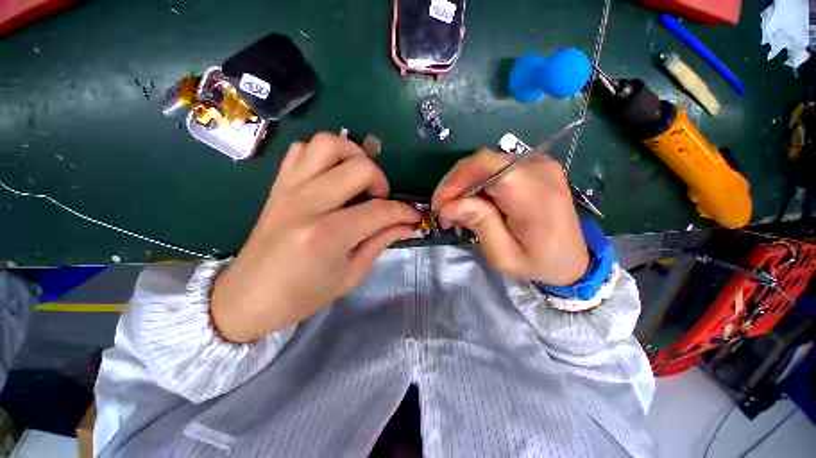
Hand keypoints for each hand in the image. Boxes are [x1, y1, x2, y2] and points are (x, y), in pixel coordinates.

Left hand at [211, 133, 419, 342]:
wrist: (247, 297)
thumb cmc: (303, 295)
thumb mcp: (350, 275)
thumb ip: (380, 243)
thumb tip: (406, 226)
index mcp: (328, 235)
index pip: (379, 211)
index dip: (403, 212)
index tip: (412, 217)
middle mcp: (308, 203)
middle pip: (359, 167)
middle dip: (381, 180)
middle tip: (381, 199)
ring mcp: (289, 189)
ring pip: (328, 143)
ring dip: (353, 155)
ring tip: (358, 179)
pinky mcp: (278, 185)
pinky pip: (302, 150)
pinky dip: (324, 155)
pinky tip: (332, 176)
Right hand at [432, 149, 588, 285]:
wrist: (575, 260)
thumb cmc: (539, 263)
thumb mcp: (504, 254)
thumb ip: (479, 223)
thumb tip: (449, 205)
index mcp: (533, 193)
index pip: (485, 166)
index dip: (455, 181)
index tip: (440, 207)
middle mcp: (538, 169)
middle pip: (482, 161)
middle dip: (455, 185)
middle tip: (444, 211)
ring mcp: (538, 164)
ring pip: (485, 163)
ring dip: (464, 185)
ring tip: (457, 210)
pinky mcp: (534, 167)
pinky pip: (495, 168)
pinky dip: (478, 183)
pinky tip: (474, 202)